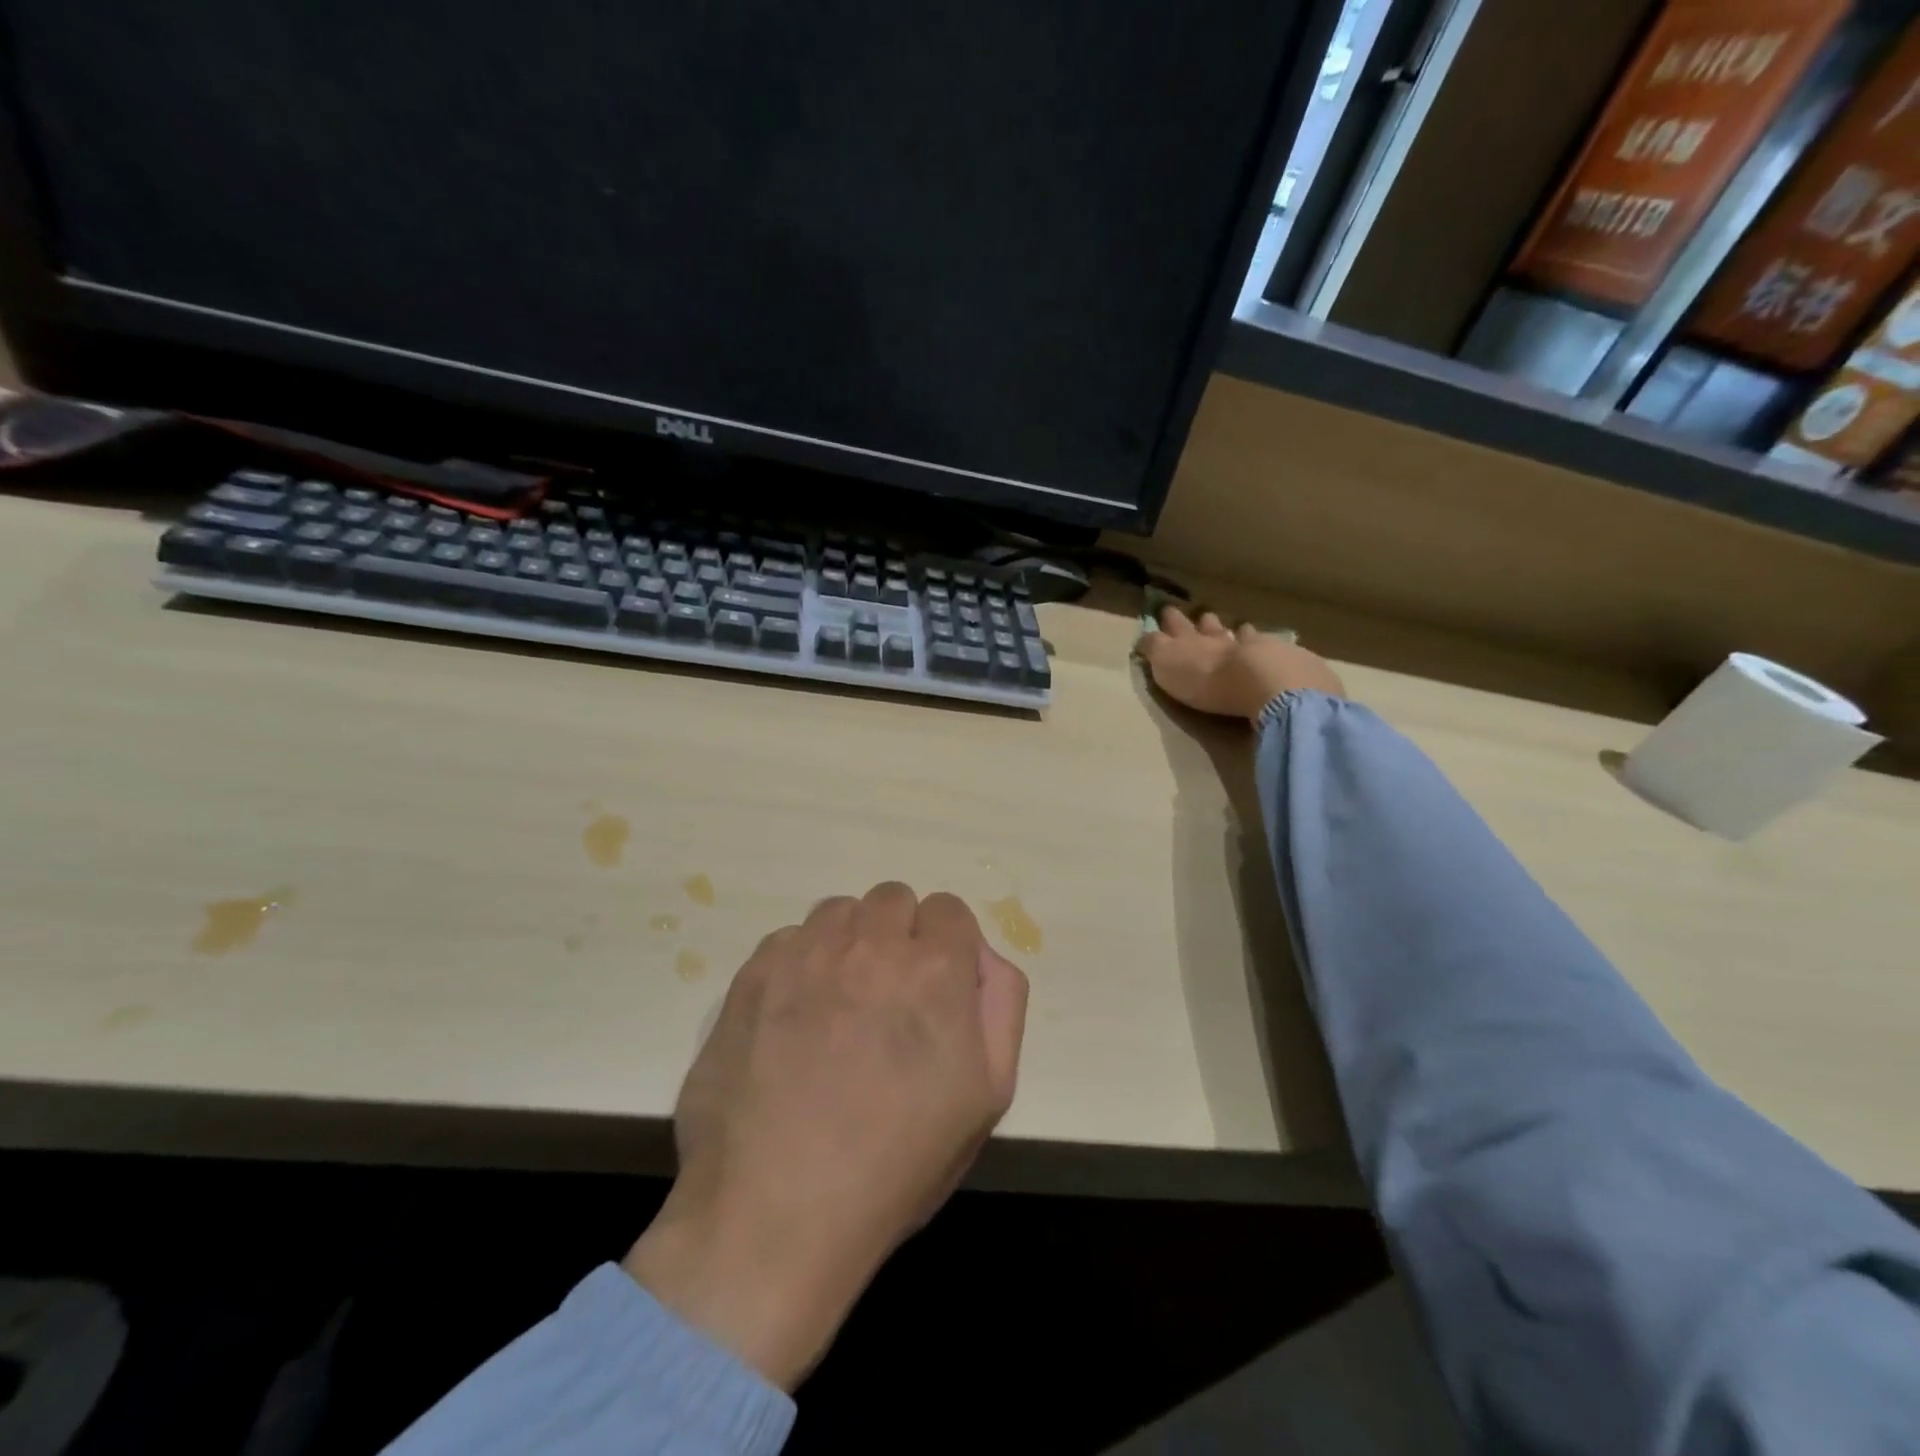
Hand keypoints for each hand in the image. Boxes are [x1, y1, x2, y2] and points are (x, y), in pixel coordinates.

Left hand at [624, 884, 1028, 1388]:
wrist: (773, 1215)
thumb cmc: (896, 1165)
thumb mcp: (987, 1096)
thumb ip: (1000, 1005)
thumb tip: (981, 957)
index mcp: (934, 968)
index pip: (949, 910)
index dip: (947, 948)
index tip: (934, 991)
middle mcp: (870, 942)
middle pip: (894, 899)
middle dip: (899, 937)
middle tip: (887, 1000)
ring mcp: (804, 953)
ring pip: (839, 912)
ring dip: (849, 943)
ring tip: (838, 1006)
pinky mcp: (752, 974)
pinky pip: (789, 939)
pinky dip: (800, 964)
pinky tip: (793, 1020)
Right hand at [1140, 606, 1344, 722]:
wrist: (1263, 682)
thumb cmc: (1207, 681)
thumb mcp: (1167, 667)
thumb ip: (1155, 651)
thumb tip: (1143, 637)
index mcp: (1189, 642)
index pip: (1174, 627)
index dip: (1169, 620)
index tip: (1165, 610)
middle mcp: (1219, 637)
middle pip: (1208, 625)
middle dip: (1201, 620)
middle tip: (1201, 614)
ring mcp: (1253, 644)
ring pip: (1240, 632)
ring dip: (1236, 630)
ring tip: (1238, 627)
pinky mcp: (1281, 658)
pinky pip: (1271, 646)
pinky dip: (1267, 645)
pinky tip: (1272, 646)